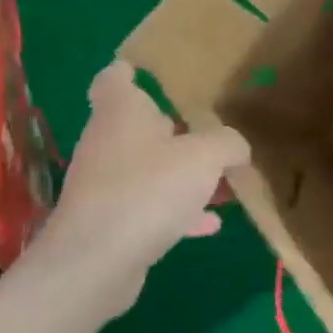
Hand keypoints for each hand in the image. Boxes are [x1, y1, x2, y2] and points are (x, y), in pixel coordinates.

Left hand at [23, 62, 249, 322]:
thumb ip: (228, 144)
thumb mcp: (205, 157)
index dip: (132, 70)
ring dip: (183, 174)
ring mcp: (105, 183)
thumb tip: (236, 147)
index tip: (155, 72)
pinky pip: (149, 206)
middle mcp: (107, 141)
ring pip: (149, 168)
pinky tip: (210, 224)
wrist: (96, 262)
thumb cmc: (148, 189)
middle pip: (140, 125)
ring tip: (222, 181)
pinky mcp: (110, 221)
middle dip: (176, 129)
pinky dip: (178, 210)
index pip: (115, 77)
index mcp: (122, 111)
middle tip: (212, 130)